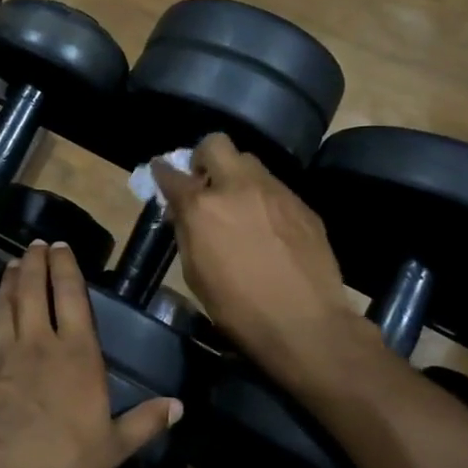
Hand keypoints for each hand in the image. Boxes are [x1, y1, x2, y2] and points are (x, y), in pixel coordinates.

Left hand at [0, 241, 181, 467]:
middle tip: (35, 244)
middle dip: (35, 262)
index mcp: (77, 355)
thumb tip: (179, 405)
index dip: (67, 268)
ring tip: (13, 264)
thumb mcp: (114, 448)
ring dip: (9, 282)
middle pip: (35, 290)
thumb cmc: (64, 466)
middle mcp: (37, 343)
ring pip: (4, 305)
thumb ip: (144, 422)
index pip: (73, 297)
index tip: (62, 247)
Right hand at [152, 134, 376, 391]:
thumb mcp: (195, 273)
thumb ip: (187, 232)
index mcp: (203, 207)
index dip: (162, 172)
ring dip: (237, 176)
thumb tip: (184, 211)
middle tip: (205, 182)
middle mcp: (238, 187)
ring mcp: (275, 192)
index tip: (161, 173)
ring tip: (239, 204)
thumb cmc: (238, 308)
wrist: (306, 324)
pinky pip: (275, 188)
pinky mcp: (303, 205)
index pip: (171, 174)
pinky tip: (268, 227)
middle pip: (216, 144)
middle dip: (204, 157)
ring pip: (251, 162)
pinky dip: (263, 198)